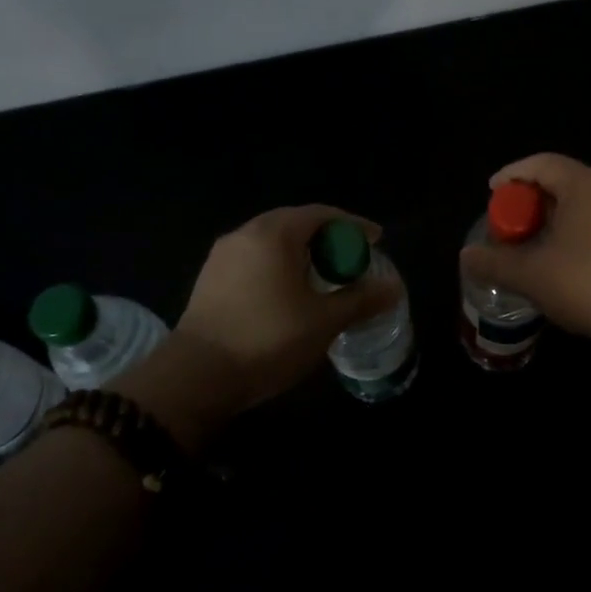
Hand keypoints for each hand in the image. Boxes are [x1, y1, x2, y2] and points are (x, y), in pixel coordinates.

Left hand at [132, 205, 400, 446]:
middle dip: (327, 238)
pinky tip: (288, 294)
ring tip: (323, 277)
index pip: (321, 214)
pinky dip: (278, 266)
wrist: (196, 377)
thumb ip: (361, 300)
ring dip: (301, 253)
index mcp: (274, 234)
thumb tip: (394, 288)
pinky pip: (254, 259)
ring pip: (271, 242)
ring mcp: (222, 256)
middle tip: (351, 259)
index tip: (375, 240)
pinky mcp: (209, 279)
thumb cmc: (267, 340)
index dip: (353, 225)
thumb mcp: (324, 321)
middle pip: (294, 223)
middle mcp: (245, 234)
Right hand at [459, 153, 590, 352]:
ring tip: (539, 247)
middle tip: (512, 226)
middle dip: (533, 202)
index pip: (541, 163)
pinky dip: (583, 234)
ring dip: (559, 220)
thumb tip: (466, 256)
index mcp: (585, 185)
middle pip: (565, 182)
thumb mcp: (533, 276)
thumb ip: (495, 262)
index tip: (492, 193)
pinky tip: (574, 265)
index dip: (512, 175)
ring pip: (588, 205)